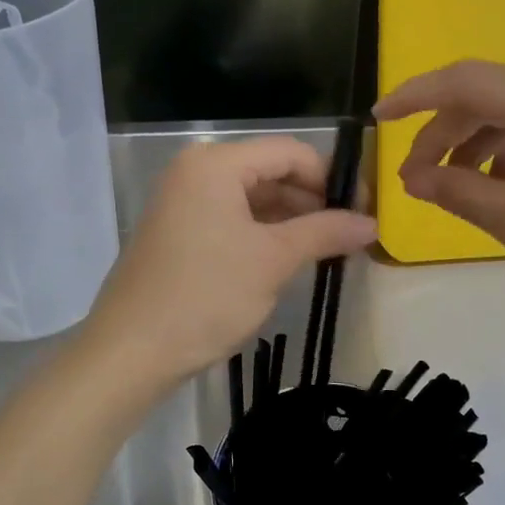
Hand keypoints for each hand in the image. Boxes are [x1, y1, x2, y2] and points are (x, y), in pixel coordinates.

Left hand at [84, 137, 376, 388]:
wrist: (132, 351)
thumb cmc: (206, 295)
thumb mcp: (273, 260)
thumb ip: (325, 232)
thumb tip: (372, 223)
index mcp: (216, 164)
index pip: (290, 152)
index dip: (332, 179)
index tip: (364, 211)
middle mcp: (195, 172)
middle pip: (270, 172)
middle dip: (313, 201)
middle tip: (350, 235)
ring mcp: (183, 203)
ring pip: (252, 199)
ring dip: (291, 221)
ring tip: (327, 251)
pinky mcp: (178, 233)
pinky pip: (231, 220)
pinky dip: (263, 235)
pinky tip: (289, 260)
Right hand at [374, 60, 504, 326]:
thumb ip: (460, 193)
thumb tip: (413, 180)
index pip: (469, 81)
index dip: (416, 97)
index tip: (377, 121)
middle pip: (490, 98)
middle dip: (444, 134)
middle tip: (414, 180)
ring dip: (474, 148)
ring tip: (452, 189)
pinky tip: (499, 189)